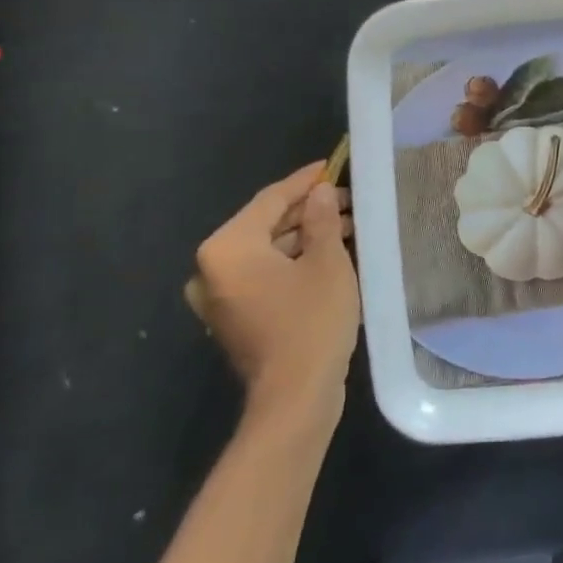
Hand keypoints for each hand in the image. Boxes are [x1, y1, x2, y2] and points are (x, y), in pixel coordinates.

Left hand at [185, 160, 358, 433]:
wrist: (295, 396)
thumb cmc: (311, 321)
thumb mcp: (326, 262)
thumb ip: (321, 220)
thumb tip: (320, 193)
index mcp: (227, 248)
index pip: (270, 200)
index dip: (305, 181)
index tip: (332, 165)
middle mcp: (213, 269)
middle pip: (266, 225)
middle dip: (308, 211)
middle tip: (349, 199)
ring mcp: (221, 297)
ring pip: (267, 251)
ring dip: (305, 237)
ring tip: (348, 226)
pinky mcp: (235, 317)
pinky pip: (265, 275)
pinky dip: (294, 262)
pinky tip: (329, 255)